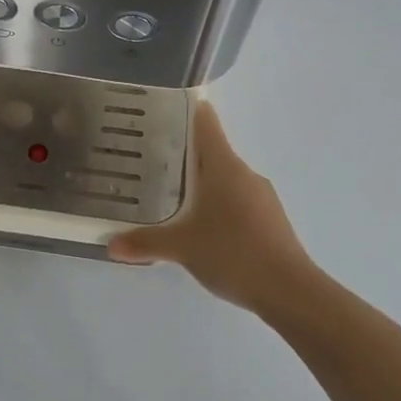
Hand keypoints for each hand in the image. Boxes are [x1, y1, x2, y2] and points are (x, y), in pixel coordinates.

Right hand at [107, 102, 312, 312]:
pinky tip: (200, 228)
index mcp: (224, 166)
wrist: (290, 291)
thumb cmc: (233, 253)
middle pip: (211, 151)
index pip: (206, 123)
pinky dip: (216, 206)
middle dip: (181, 154)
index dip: (186, 110)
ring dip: (200, 184)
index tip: (161, 108)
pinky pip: (236, 201)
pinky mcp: (269, 219)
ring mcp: (261, 196)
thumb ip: (144, 242)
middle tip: (147, 159)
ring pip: (224, 179)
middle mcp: (244, 173)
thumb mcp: (181, 247)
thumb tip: (110, 245)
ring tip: (168, 197)